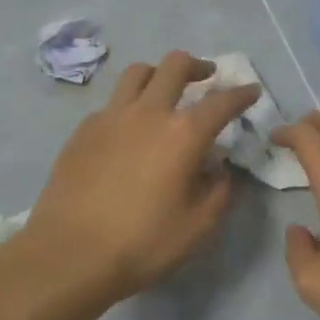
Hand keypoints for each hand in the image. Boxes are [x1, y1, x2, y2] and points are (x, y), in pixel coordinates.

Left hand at [21, 52, 261, 305]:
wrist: (68, 254)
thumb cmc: (141, 243)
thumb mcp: (198, 227)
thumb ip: (219, 191)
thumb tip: (219, 168)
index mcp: (183, 134)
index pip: (222, 102)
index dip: (241, 94)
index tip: (251, 91)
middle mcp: (149, 113)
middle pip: (175, 65)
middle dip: (197, 66)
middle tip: (207, 76)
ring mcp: (111, 116)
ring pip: (138, 72)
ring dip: (159, 74)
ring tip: (165, 90)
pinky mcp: (83, 130)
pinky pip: (112, 102)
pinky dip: (129, 104)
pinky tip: (129, 128)